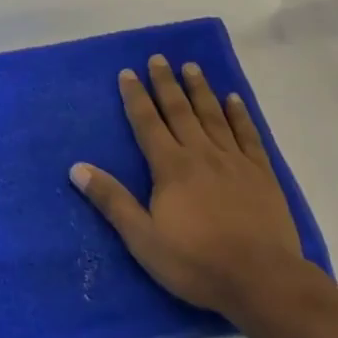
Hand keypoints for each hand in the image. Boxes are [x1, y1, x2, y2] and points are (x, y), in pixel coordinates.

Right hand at [69, 55, 317, 326]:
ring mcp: (234, 161)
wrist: (261, 280)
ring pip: (213, 116)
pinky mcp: (261, 174)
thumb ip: (112, 201)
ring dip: (200, 90)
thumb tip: (77, 168)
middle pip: (180, 111)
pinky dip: (239, 114)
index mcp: (171, 167)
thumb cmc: (195, 262)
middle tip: (158, 58)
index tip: (128, 72)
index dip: (136, 97)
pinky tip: (233, 99)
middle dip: (166, 83)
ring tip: (192, 67)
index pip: (148, 123)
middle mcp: (201, 154)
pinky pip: (248, 135)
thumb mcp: (142, 238)